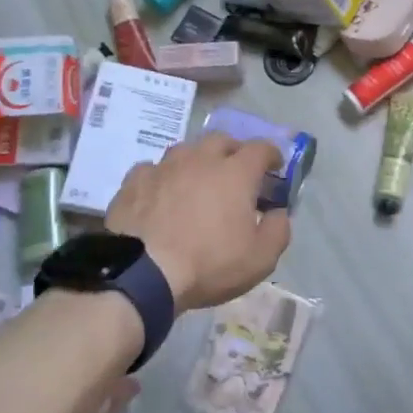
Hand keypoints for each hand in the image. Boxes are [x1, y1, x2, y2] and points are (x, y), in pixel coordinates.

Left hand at [106, 132, 291, 313]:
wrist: (142, 273)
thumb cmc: (208, 264)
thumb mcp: (260, 258)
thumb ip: (278, 230)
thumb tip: (278, 212)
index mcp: (235, 172)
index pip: (260, 148)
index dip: (271, 154)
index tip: (274, 166)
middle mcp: (200, 159)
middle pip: (221, 140)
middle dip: (233, 151)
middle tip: (235, 172)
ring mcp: (164, 166)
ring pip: (185, 150)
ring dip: (196, 160)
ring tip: (196, 181)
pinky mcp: (135, 180)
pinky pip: (153, 169)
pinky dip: (163, 177)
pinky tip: (160, 193)